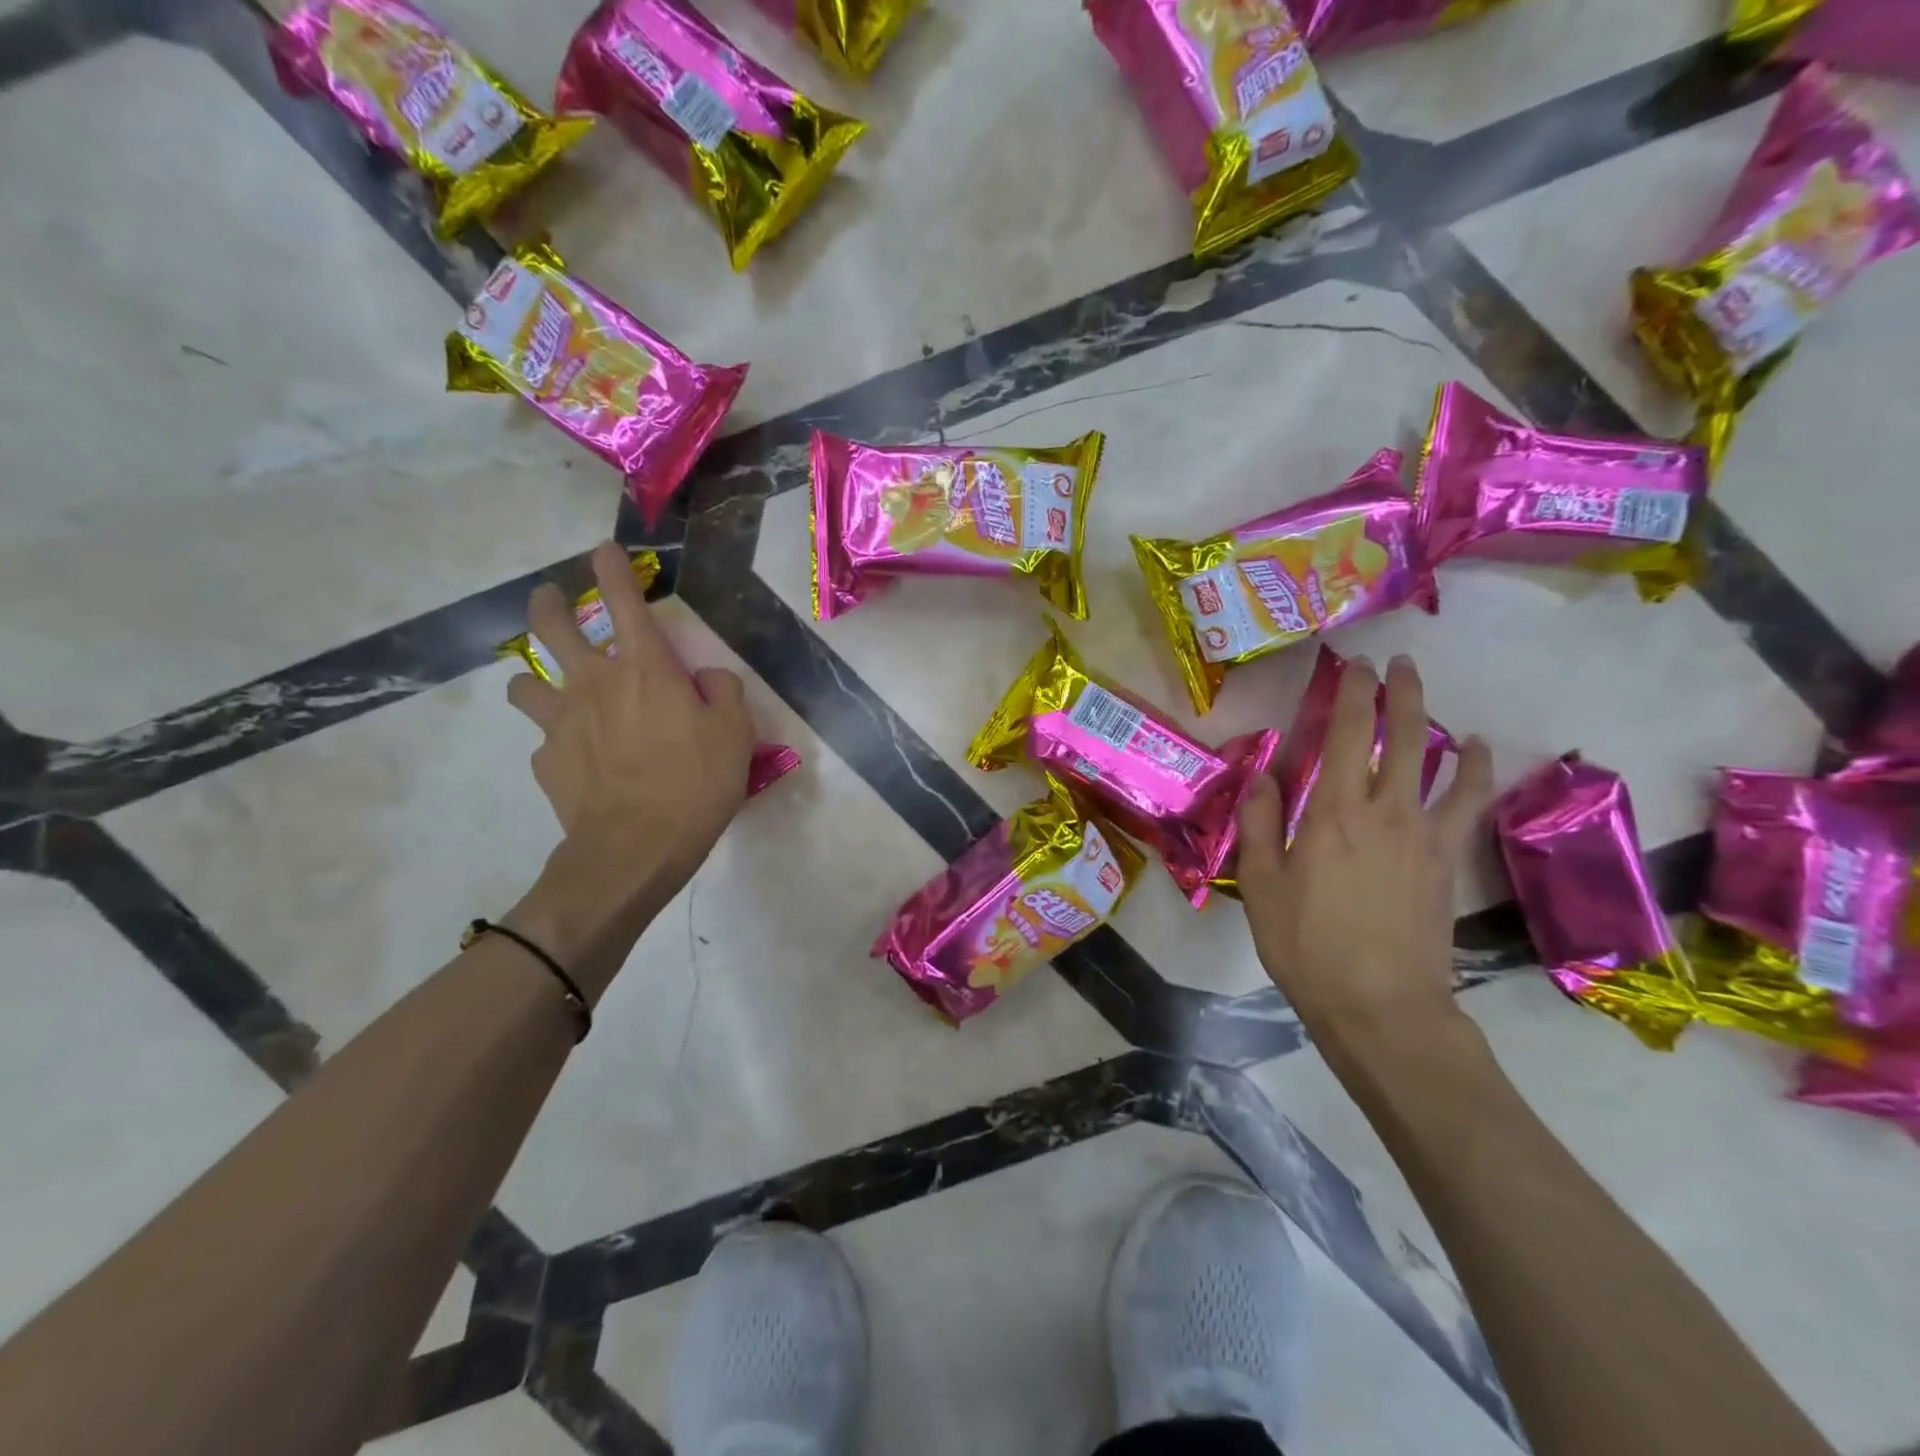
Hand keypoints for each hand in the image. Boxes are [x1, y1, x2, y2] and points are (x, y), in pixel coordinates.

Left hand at [505, 543, 754, 958]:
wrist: (636, 847)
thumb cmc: (696, 784)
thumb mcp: (736, 735)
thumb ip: (723, 694)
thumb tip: (706, 680)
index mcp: (645, 670)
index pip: (624, 602)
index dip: (612, 569)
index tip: (603, 549)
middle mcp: (595, 684)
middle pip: (551, 627)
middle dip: (547, 603)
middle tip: (549, 597)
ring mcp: (562, 722)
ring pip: (526, 681)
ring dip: (535, 677)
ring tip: (547, 688)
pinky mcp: (546, 761)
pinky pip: (545, 740)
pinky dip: (558, 741)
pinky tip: (577, 761)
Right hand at [1236, 655, 1492, 1059]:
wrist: (1380, 1005)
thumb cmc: (1306, 944)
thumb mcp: (1261, 884)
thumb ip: (1260, 822)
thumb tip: (1261, 774)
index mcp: (1333, 812)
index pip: (1348, 734)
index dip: (1352, 692)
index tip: (1355, 663)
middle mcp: (1385, 811)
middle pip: (1402, 736)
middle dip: (1400, 692)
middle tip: (1398, 663)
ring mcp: (1425, 835)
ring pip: (1440, 762)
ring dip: (1436, 722)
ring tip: (1430, 698)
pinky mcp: (1448, 861)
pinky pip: (1468, 804)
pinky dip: (1473, 772)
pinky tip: (1473, 757)